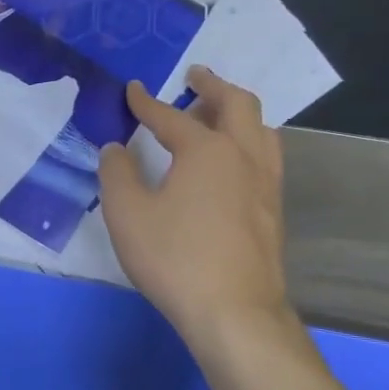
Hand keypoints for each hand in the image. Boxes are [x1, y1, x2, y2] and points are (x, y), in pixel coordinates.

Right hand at [98, 68, 295, 357]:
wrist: (234, 312)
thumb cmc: (175, 257)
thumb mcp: (127, 214)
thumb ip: (117, 174)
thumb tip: (116, 149)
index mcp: (206, 150)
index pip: (170, 116)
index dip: (146, 102)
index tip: (132, 89)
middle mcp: (243, 156)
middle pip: (237, 105)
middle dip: (213, 86)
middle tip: (195, 77)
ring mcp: (265, 184)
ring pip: (261, 129)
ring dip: (237, 113)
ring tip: (216, 116)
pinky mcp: (273, 210)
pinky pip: (265, 157)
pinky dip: (248, 141)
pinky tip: (231, 163)